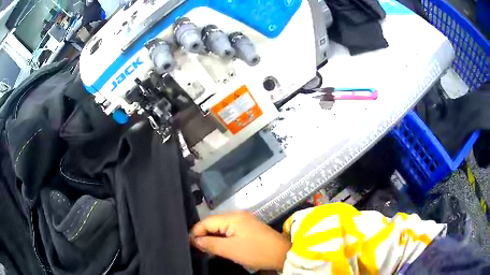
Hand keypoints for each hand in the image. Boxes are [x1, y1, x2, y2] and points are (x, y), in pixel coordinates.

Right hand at [189, 212, 291, 270]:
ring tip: (206, 248)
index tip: (189, 244)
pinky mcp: (249, 227)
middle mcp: (237, 215)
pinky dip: (222, 237)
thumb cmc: (256, 252)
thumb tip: (195, 241)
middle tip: (197, 248)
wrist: (282, 254)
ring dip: (213, 236)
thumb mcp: (230, 250)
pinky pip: (230, 230)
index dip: (196, 232)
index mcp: (233, 217)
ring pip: (221, 227)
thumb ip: (210, 244)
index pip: (207, 221)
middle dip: (204, 234)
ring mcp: (244, 220)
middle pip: (213, 223)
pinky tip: (219, 245)